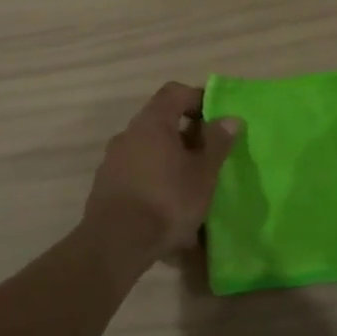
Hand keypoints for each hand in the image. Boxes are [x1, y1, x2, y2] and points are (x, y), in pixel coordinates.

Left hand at [83, 82, 241, 264]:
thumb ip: (217, 143)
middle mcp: (128, 134)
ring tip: (192, 186)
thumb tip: (230, 118)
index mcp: (152, 123)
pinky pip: (137, 174)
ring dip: (170, 160)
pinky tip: (169, 207)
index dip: (198, 98)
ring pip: (149, 150)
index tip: (217, 118)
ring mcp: (113, 161)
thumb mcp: (203, 173)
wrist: (116, 243)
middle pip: (161, 122)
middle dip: (187, 135)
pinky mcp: (106, 186)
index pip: (175, 92)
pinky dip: (155, 180)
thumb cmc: (167, 201)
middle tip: (209, 156)